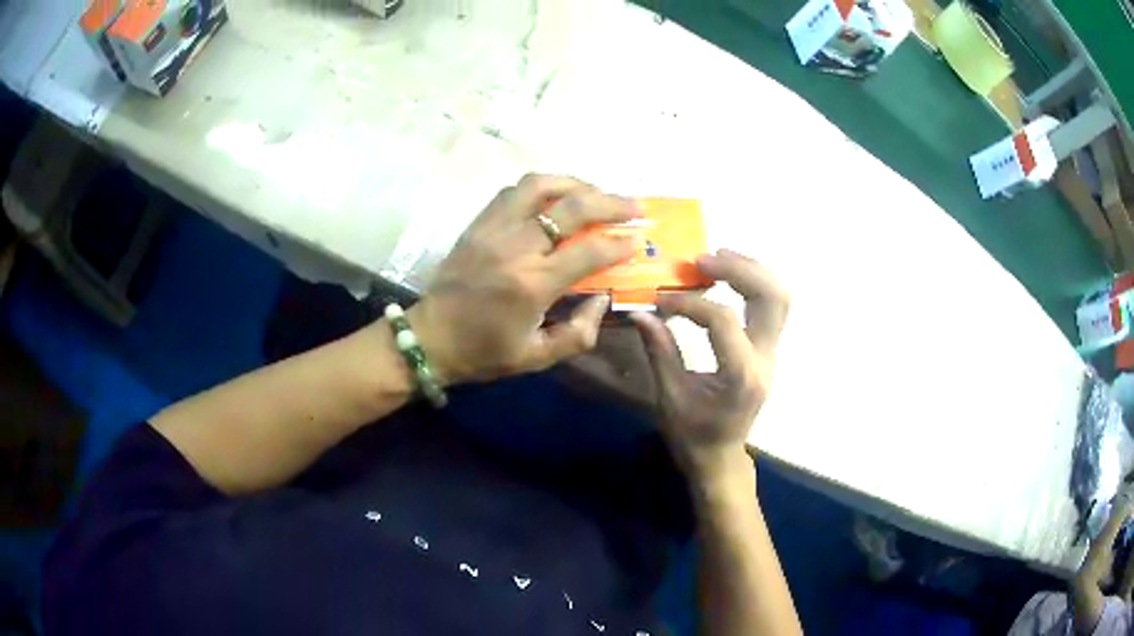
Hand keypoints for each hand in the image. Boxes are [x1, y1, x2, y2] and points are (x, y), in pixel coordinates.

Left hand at [409, 174, 638, 383]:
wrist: (431, 338)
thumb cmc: (485, 352)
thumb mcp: (537, 357)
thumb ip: (579, 333)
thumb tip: (603, 299)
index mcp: (532, 285)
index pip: (589, 251)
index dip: (620, 243)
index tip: (638, 240)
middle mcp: (515, 247)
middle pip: (571, 208)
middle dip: (611, 203)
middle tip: (634, 207)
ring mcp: (493, 229)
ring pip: (540, 186)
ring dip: (575, 184)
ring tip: (596, 193)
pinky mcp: (478, 223)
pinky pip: (514, 191)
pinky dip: (543, 187)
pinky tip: (556, 198)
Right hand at [630, 249, 789, 482]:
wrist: (721, 456)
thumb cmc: (693, 435)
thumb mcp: (670, 397)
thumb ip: (660, 352)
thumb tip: (641, 312)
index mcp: (741, 376)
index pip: (722, 321)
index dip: (689, 303)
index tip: (660, 298)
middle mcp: (765, 359)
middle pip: (772, 298)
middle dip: (740, 270)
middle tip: (703, 259)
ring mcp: (772, 352)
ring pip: (779, 297)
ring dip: (752, 270)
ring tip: (718, 257)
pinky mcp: (768, 349)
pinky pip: (772, 306)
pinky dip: (754, 283)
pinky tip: (728, 275)